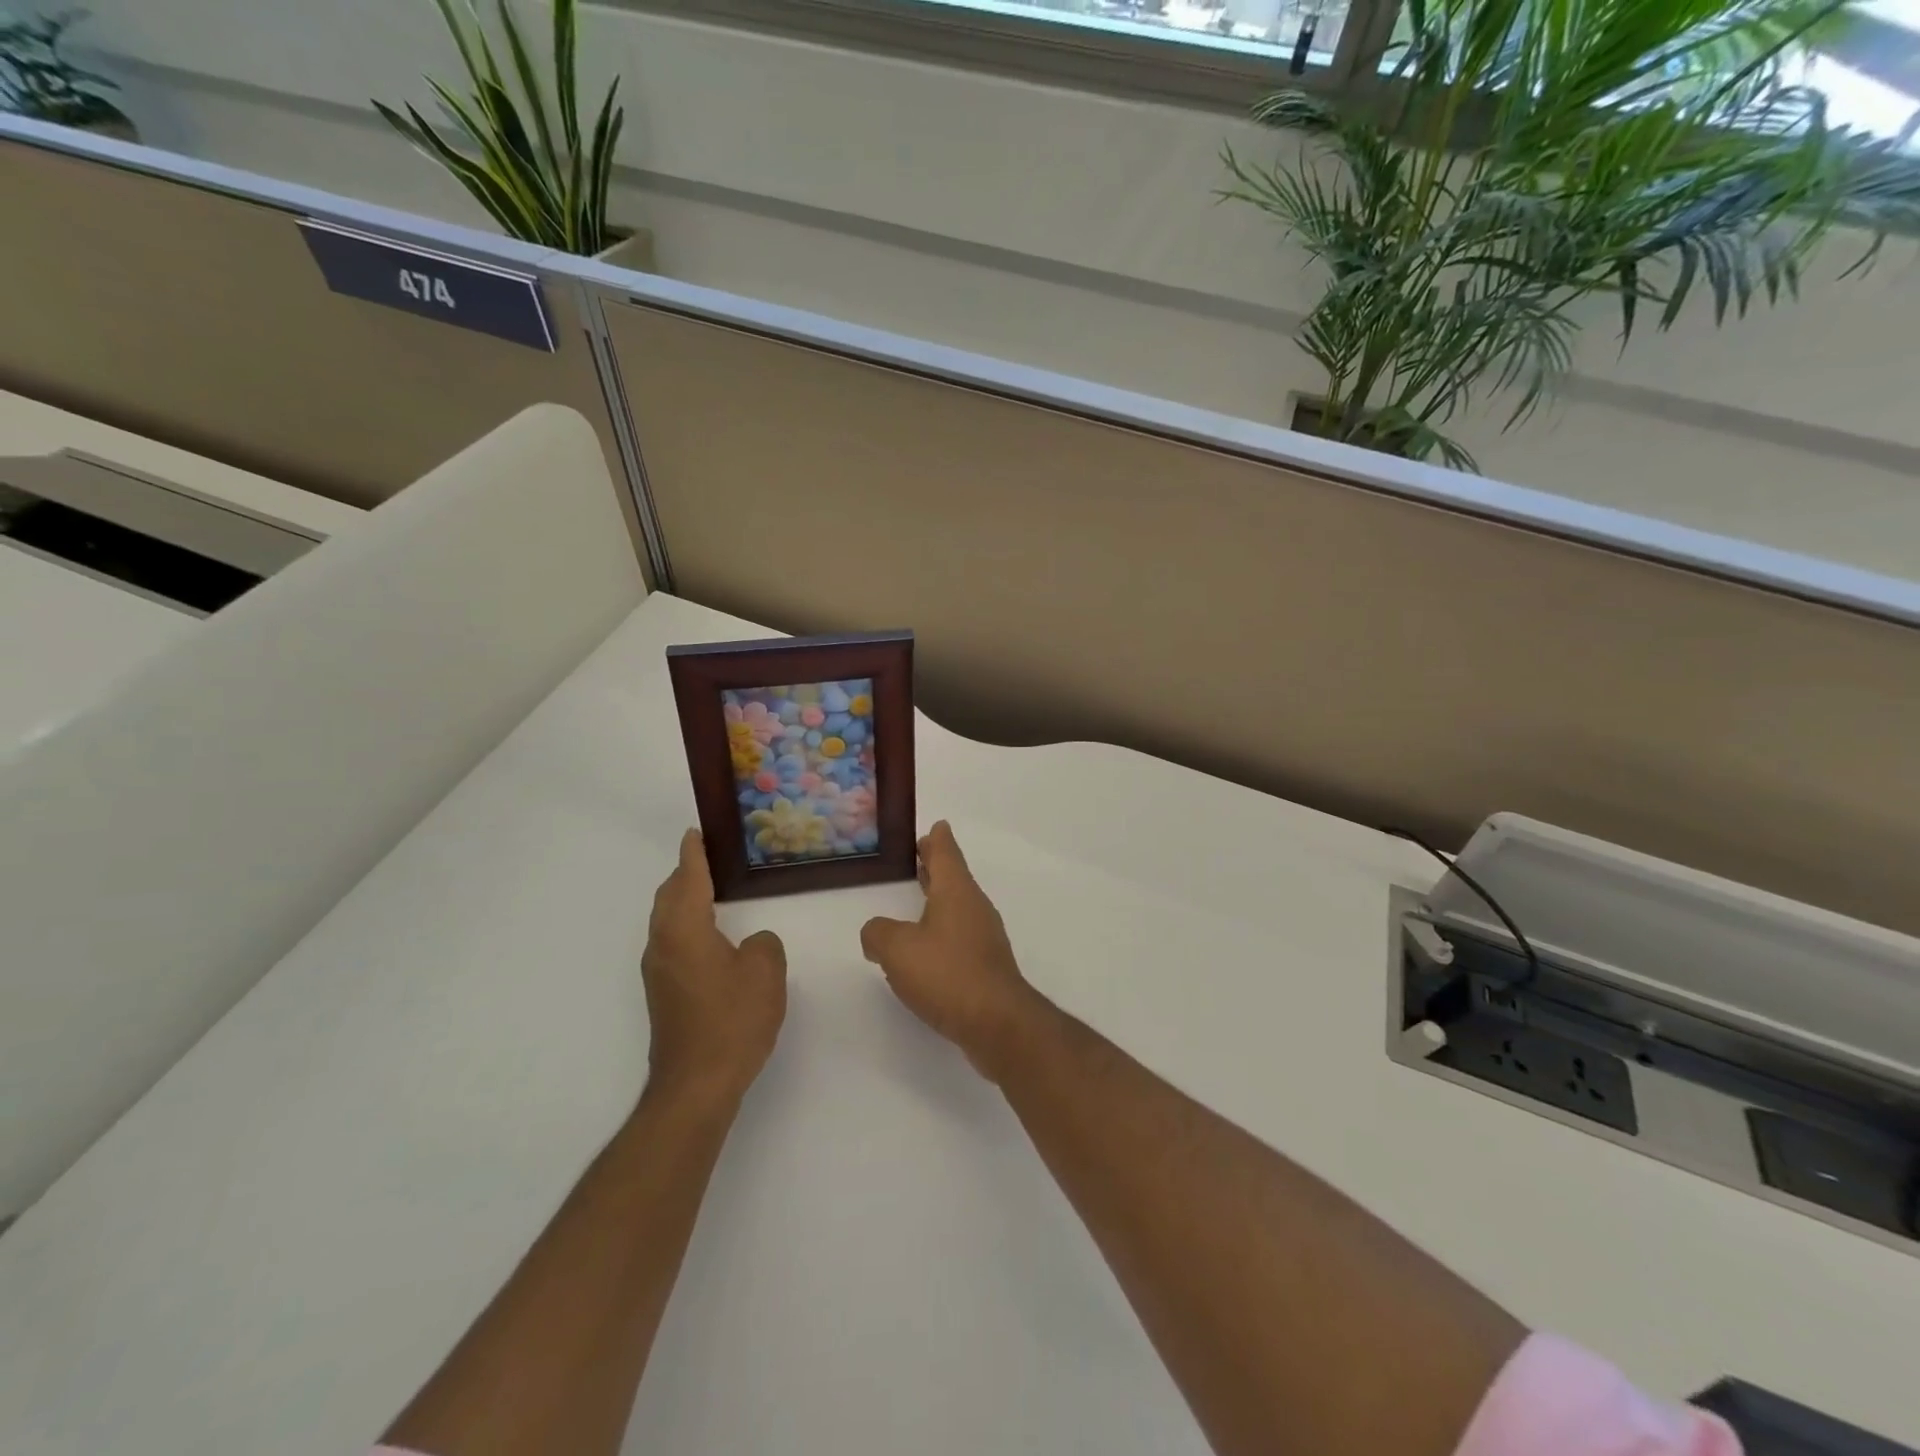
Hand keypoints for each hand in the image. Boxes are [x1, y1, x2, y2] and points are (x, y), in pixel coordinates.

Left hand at [642, 829, 787, 1106]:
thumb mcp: (765, 972)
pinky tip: (710, 936)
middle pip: (669, 896)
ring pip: (667, 920)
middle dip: (685, 874)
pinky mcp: (663, 993)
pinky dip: (687, 924)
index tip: (695, 832)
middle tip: (709, 858)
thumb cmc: (732, 1020)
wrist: (696, 1084)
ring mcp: (659, 971)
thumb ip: (763, 944)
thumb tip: (751, 943)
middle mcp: (663, 944)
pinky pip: (672, 942)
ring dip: (684, 900)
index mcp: (684, 929)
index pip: (688, 878)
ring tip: (711, 890)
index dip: (693, 854)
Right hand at [860, 820, 1044, 1079]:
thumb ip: (878, 933)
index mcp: (956, 893)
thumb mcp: (897, 949)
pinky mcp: (986, 966)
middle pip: (954, 877)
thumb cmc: (946, 973)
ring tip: (921, 894)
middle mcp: (974, 908)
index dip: (938, 840)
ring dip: (940, 897)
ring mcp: (984, 938)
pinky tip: (928, 945)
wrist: (997, 1022)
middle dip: (937, 865)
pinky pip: (960, 934)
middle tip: (923, 851)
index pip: (946, 854)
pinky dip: (943, 927)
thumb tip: (876, 933)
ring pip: (958, 906)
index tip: (937, 825)